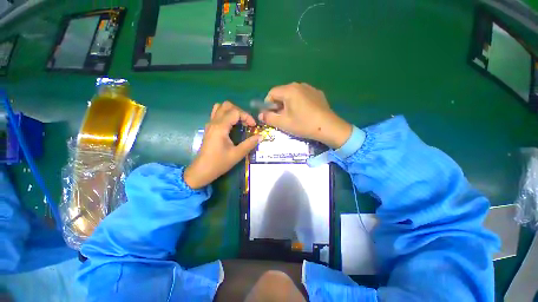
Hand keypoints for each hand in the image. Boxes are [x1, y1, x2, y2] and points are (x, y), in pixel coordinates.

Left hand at [184, 101, 260, 188]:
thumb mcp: (237, 154)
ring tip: (240, 122)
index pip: (235, 112)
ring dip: (232, 111)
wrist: (202, 171)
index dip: (247, 116)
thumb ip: (250, 144)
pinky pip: (217, 114)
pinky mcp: (209, 128)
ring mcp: (210, 124)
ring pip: (220, 107)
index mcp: (220, 127)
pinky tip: (232, 126)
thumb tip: (261, 136)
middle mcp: (214, 122)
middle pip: (227, 105)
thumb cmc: (219, 163)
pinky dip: (226, 115)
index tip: (253, 126)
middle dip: (240, 111)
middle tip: (247, 122)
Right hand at [259, 83, 351, 148]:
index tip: (270, 115)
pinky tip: (304, 113)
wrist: (329, 127)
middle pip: (282, 93)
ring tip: (293, 116)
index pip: (271, 93)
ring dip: (288, 104)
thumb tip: (261, 115)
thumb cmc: (303, 124)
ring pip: (292, 94)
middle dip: (278, 105)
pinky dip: (298, 103)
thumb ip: (269, 118)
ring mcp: (310, 88)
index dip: (267, 104)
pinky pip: (303, 96)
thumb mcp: (283, 123)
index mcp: (289, 90)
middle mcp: (299, 85)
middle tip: (281, 117)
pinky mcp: (317, 93)